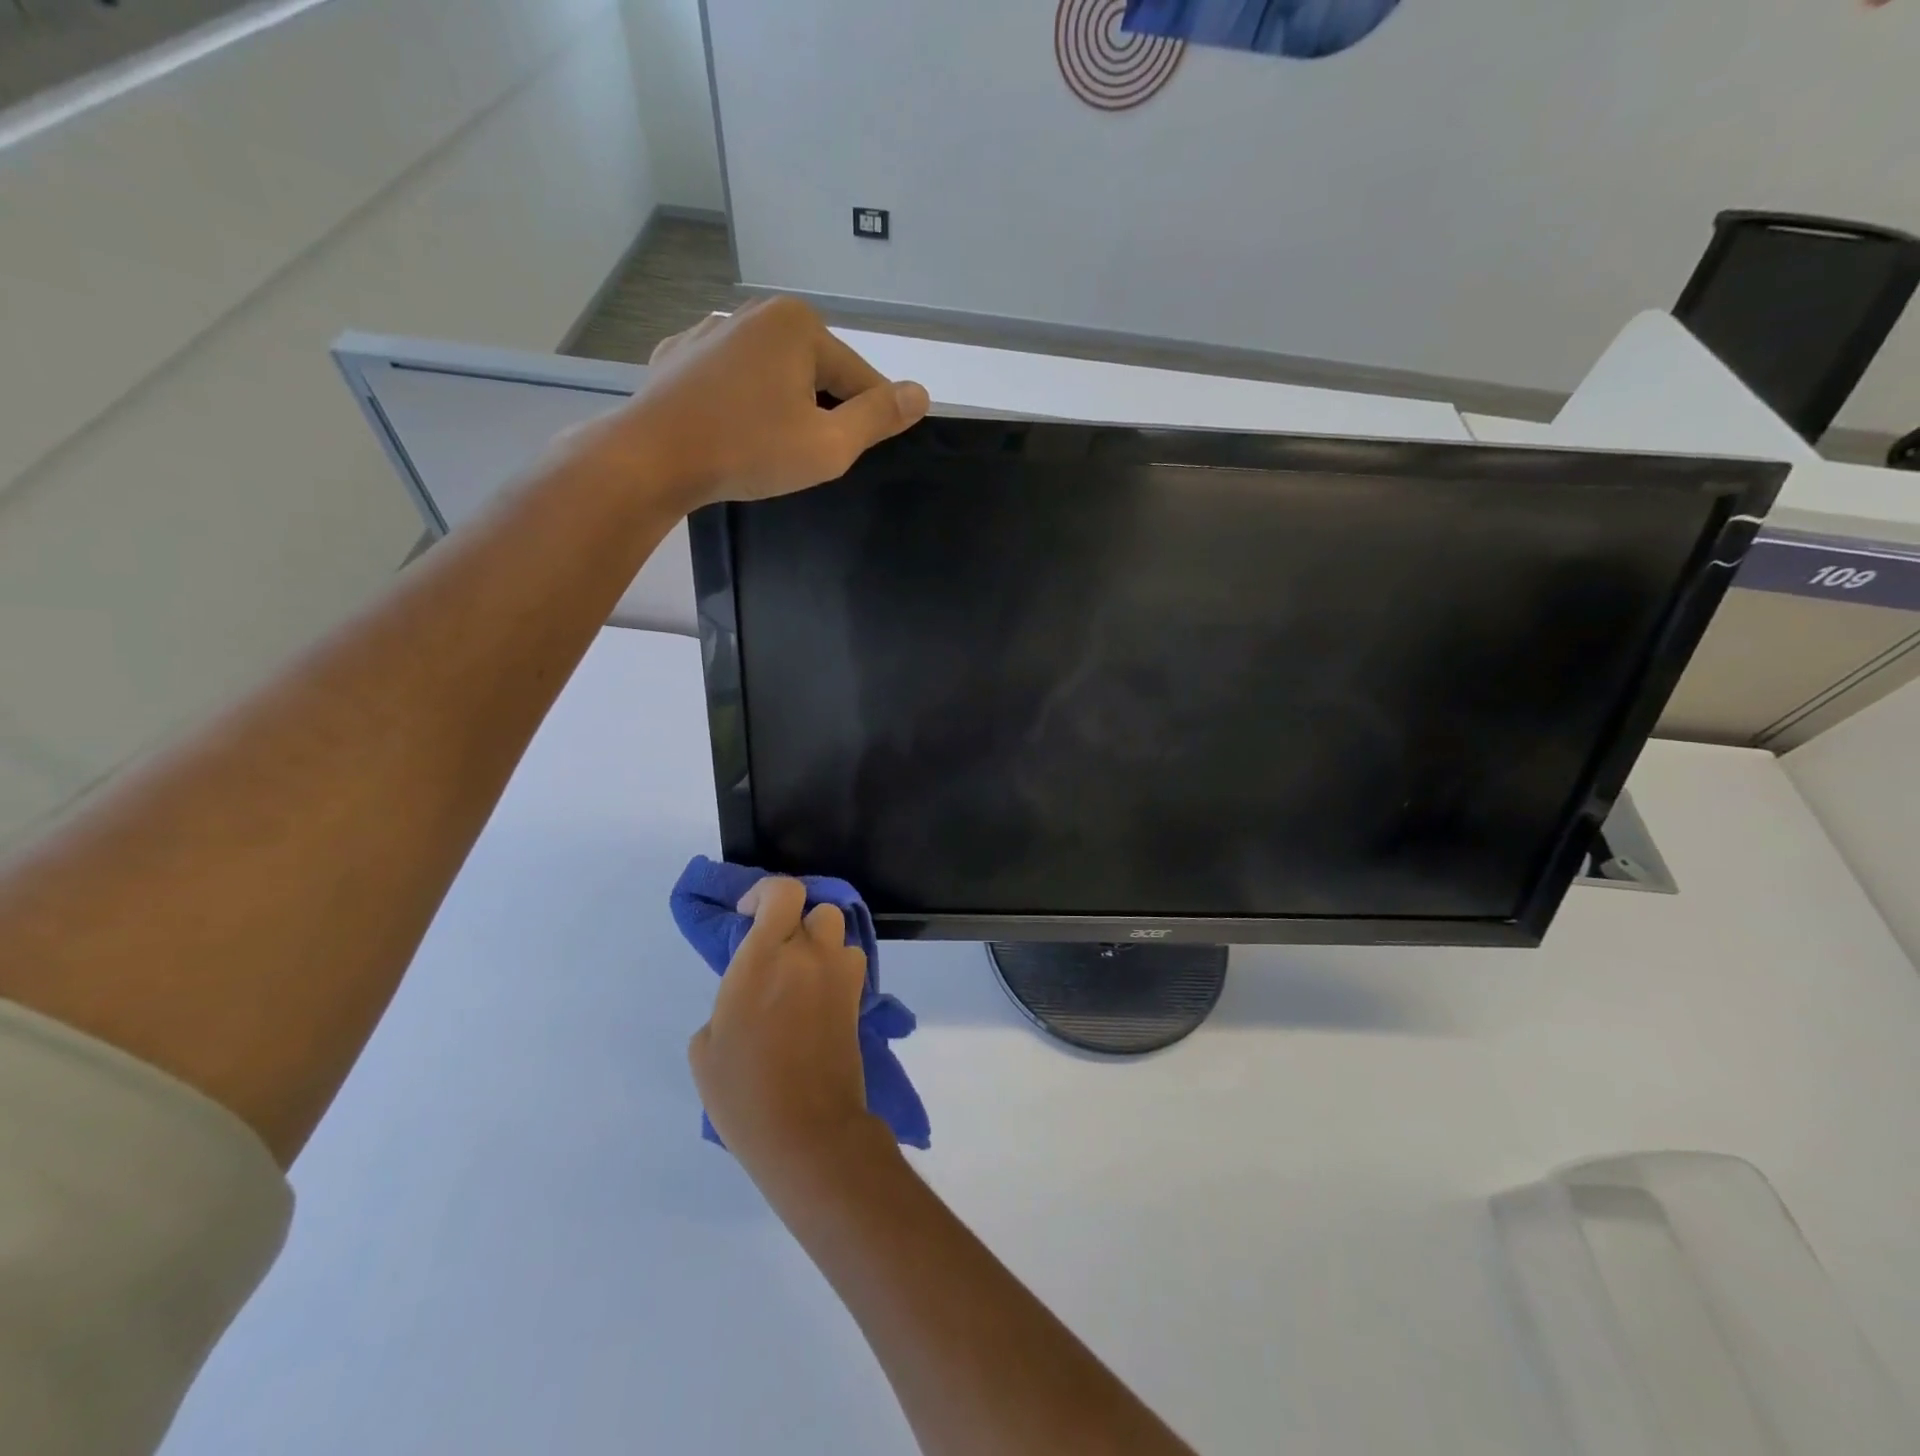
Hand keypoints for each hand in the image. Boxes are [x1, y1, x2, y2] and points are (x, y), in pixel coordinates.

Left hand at [592, 297, 929, 510]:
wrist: (652, 458)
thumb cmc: (749, 450)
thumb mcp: (829, 445)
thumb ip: (878, 418)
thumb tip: (920, 393)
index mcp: (798, 325)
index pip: (859, 377)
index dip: (866, 420)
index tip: (851, 453)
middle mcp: (755, 313)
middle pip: (815, 370)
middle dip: (819, 411)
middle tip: (803, 457)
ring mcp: (710, 330)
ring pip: (771, 373)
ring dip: (781, 407)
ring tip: (766, 447)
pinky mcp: (679, 355)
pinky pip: (730, 379)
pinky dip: (740, 402)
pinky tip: (730, 430)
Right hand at [688, 878, 885, 1184]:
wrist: (807, 1130)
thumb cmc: (744, 1093)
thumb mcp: (707, 1047)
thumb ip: (728, 1001)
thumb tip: (748, 994)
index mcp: (762, 959)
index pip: (783, 892)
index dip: (766, 893)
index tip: (748, 915)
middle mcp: (807, 956)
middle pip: (816, 908)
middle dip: (795, 921)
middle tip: (775, 951)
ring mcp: (838, 977)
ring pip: (838, 933)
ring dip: (819, 944)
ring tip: (799, 975)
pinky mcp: (856, 1000)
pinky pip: (849, 964)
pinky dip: (835, 969)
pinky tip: (817, 999)